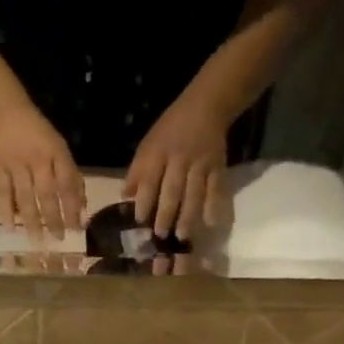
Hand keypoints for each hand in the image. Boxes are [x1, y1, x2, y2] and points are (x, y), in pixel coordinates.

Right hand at [0, 105, 84, 239]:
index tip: (76, 229)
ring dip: (32, 220)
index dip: (72, 207)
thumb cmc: (40, 137)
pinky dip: (6, 211)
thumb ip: (72, 178)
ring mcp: (15, 163)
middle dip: (54, 218)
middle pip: (46, 193)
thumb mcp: (60, 150)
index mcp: (56, 152)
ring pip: (25, 196)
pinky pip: (3, 193)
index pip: (67, 184)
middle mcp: (36, 158)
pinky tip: (10, 229)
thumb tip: (82, 209)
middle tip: (58, 239)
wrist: (7, 114)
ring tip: (37, 241)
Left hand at [125, 92, 229, 239]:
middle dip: (166, 213)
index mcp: (158, 152)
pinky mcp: (218, 167)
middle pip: (172, 190)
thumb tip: (125, 196)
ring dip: (188, 216)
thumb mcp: (148, 144)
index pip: (149, 179)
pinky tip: (210, 223)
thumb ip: (138, 170)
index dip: (144, 200)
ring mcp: (200, 164)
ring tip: (182, 236)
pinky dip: (214, 206)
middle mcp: (179, 159)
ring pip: (194, 193)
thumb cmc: (171, 130)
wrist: (206, 106)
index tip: (139, 221)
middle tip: (160, 235)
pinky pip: (216, 189)